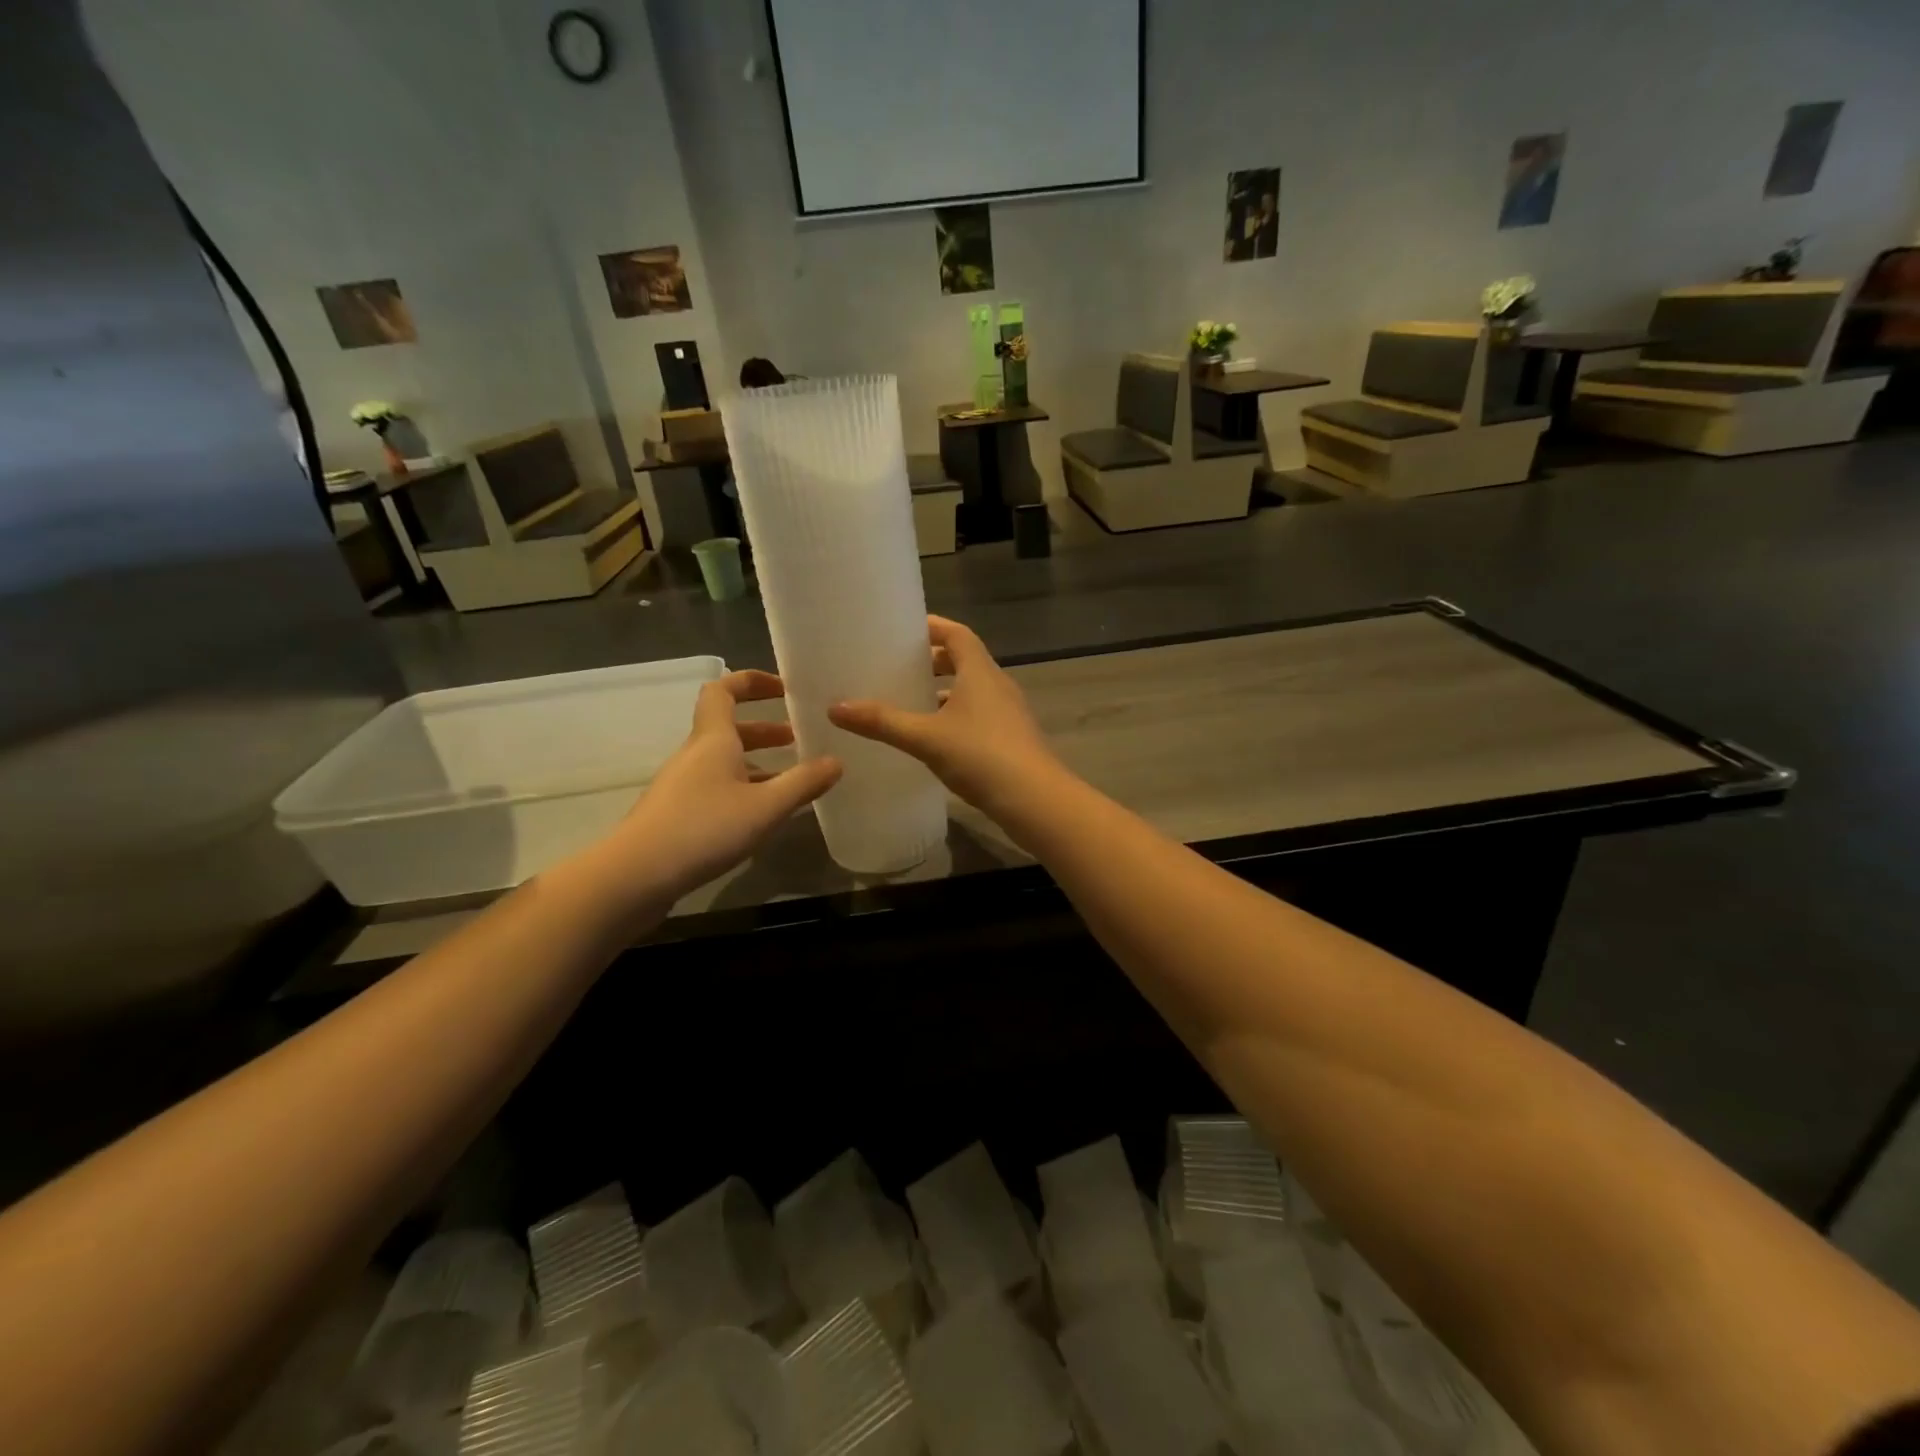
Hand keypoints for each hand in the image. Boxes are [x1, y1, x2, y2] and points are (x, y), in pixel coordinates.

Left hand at [593, 670, 840, 905]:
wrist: (635, 876)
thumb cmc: (704, 829)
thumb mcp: (766, 807)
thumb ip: (803, 783)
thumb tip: (836, 761)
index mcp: (713, 740)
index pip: (723, 690)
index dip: (751, 681)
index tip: (783, 689)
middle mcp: (695, 755)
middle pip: (728, 728)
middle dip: (764, 729)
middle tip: (798, 740)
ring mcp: (682, 785)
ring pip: (724, 761)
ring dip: (756, 762)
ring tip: (789, 780)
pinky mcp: (676, 814)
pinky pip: (716, 787)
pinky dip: (743, 789)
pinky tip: (761, 815)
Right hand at [828, 616, 1064, 818]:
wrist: (1035, 800)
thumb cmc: (982, 756)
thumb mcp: (925, 737)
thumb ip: (882, 722)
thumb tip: (835, 707)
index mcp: (980, 672)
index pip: (957, 634)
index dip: (933, 627)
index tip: (903, 629)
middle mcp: (997, 685)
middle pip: (965, 660)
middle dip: (933, 661)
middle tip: (899, 667)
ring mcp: (1008, 713)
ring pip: (972, 690)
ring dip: (944, 692)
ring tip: (910, 702)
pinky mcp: (1011, 739)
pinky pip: (979, 715)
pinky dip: (955, 716)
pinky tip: (934, 738)